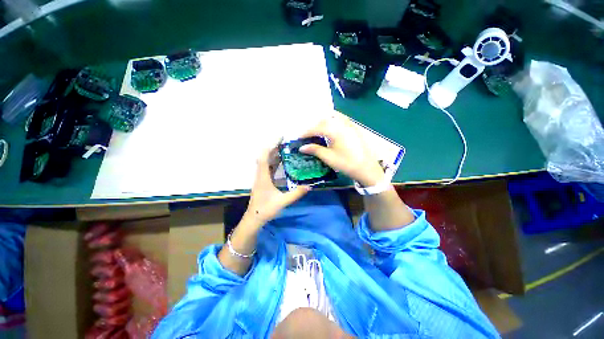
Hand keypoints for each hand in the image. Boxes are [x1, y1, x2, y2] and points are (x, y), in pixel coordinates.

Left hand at [245, 147, 309, 225]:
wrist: (254, 218)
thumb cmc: (265, 210)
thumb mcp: (282, 202)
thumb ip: (295, 194)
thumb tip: (309, 186)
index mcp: (263, 177)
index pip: (264, 157)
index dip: (271, 146)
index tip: (280, 138)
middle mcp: (260, 174)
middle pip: (265, 156)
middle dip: (274, 147)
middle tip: (285, 141)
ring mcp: (261, 177)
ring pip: (266, 161)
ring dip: (273, 153)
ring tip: (285, 148)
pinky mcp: (263, 181)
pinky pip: (268, 167)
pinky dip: (274, 161)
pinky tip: (281, 161)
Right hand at [300, 112, 384, 186]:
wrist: (367, 168)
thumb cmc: (346, 163)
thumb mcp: (329, 157)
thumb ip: (315, 150)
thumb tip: (302, 147)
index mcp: (336, 130)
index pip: (317, 128)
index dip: (306, 132)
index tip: (298, 137)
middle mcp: (343, 123)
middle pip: (324, 120)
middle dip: (313, 126)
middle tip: (306, 135)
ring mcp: (350, 124)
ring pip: (333, 118)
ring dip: (323, 122)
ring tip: (316, 131)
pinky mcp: (354, 128)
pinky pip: (341, 119)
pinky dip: (332, 121)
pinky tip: (329, 128)